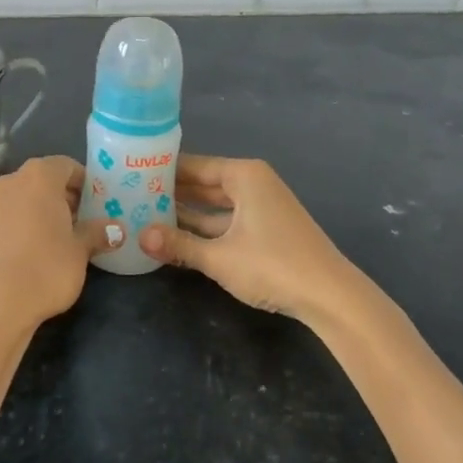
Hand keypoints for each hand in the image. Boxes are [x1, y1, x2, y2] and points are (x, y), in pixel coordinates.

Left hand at [0, 156, 112, 328]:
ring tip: (64, 239)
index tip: (99, 203)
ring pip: (25, 199)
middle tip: (85, 221)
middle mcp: (12, 181)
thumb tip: (116, 229)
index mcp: (39, 175)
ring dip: (44, 212)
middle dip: (65, 198)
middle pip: (44, 180)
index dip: (85, 182)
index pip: (67, 166)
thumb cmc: (46, 265)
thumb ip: (97, 233)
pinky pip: (11, 218)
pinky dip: (26, 226)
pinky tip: (38, 253)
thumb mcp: (80, 250)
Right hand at [137, 156, 359, 322]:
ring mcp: (262, 207)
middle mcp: (253, 183)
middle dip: (172, 193)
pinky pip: (227, 221)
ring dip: (186, 214)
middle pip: (204, 183)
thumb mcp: (219, 257)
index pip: (193, 165)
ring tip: (147, 216)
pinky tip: (179, 238)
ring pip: (215, 205)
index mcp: (243, 175)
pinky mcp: (267, 229)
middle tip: (132, 196)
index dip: (162, 171)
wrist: (331, 297)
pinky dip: (205, 229)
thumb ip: (178, 244)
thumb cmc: (272, 265)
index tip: (131, 173)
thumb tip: (139, 237)